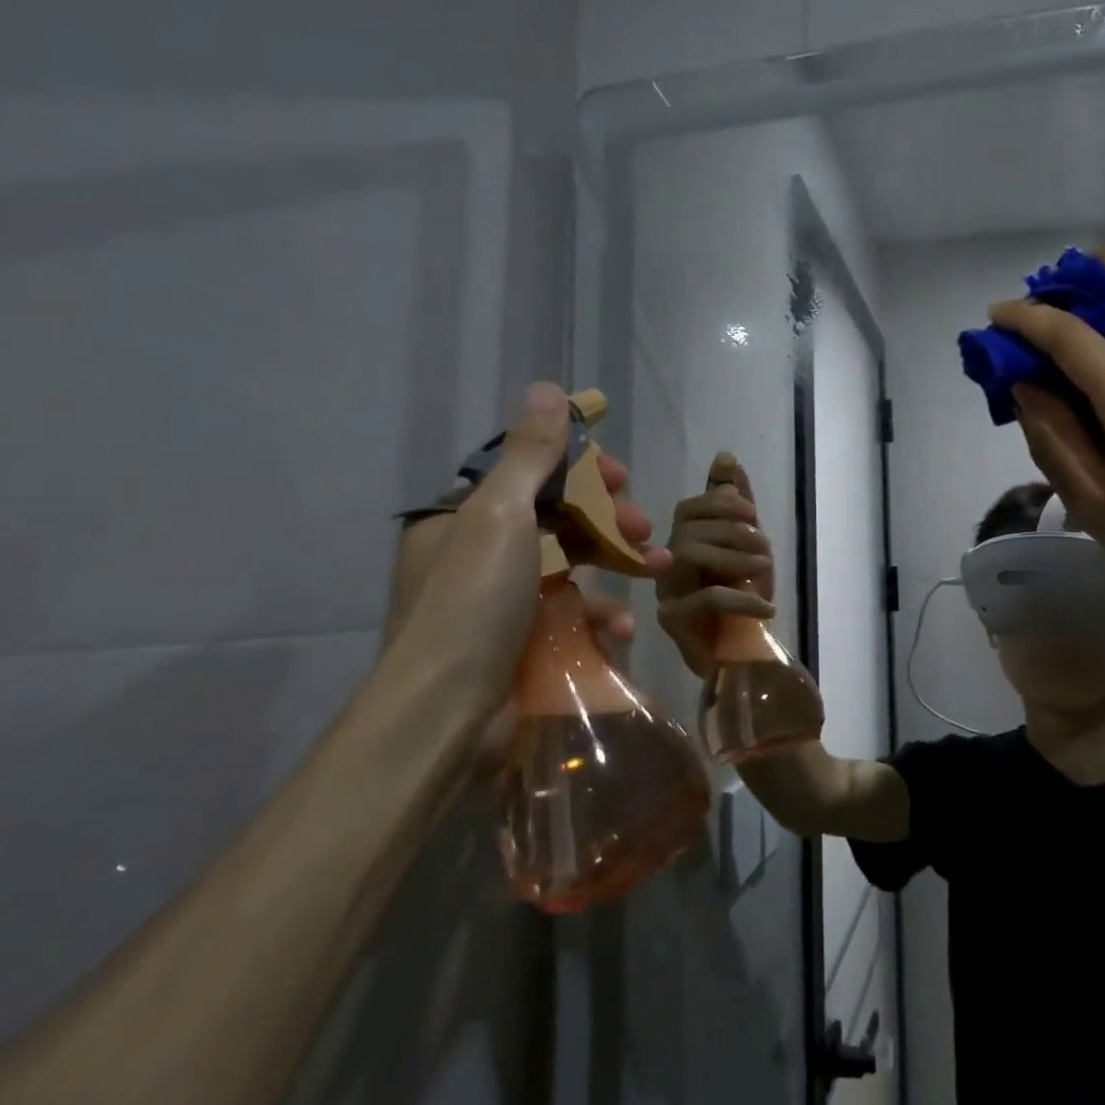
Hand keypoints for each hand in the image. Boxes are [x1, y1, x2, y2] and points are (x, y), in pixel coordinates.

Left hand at [383, 382, 671, 720]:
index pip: (528, 475)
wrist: (446, 717)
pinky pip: (569, 616)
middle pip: (556, 519)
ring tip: (658, 568)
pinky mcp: (524, 644)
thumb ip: (532, 454)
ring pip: (572, 567)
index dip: (579, 470)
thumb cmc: (474, 603)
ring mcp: (502, 603)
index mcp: (464, 518)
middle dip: (607, 519)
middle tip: (644, 526)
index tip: (620, 476)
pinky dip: (598, 615)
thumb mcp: (502, 516)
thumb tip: (548, 386)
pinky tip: (620, 626)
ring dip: (616, 564)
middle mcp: (479, 555)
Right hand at [655, 451, 775, 677]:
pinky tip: (767, 607)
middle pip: (689, 528)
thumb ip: (737, 504)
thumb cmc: (745, 598)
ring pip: (690, 553)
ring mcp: (665, 591)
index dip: (722, 504)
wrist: (748, 654)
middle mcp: (666, 562)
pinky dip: (742, 597)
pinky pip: (706, 598)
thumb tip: (726, 457)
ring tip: (766, 571)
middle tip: (765, 549)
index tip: (752, 516)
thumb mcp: (750, 545)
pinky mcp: (672, 621)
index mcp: (684, 540)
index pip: (690, 507)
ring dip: (736, 558)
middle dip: (733, 532)